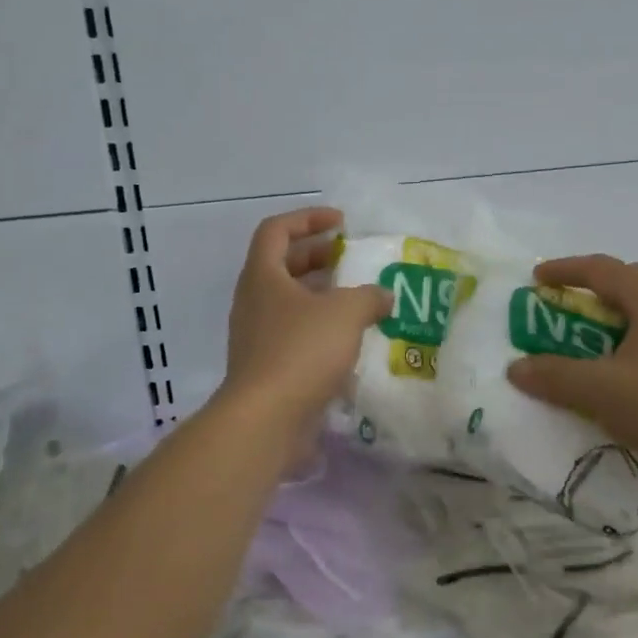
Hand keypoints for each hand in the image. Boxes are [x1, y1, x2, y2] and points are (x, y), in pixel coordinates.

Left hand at [222, 208, 389, 438]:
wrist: (266, 418)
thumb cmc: (302, 351)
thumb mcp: (346, 312)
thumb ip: (369, 296)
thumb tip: (383, 296)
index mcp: (262, 276)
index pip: (276, 230)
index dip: (308, 218)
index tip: (341, 223)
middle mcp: (254, 301)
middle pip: (283, 264)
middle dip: (318, 255)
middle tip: (352, 259)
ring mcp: (257, 335)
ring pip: (290, 301)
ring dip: (323, 294)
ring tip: (359, 298)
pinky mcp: (267, 366)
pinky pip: (295, 333)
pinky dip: (321, 327)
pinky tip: (351, 339)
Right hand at [506, 255, 637, 479]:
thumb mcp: (602, 393)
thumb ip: (556, 377)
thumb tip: (517, 368)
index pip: (603, 269)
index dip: (566, 270)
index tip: (538, 279)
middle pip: (632, 281)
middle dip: (596, 290)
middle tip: (570, 309)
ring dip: (623, 316)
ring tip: (602, 343)